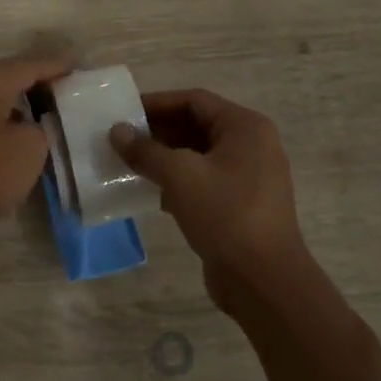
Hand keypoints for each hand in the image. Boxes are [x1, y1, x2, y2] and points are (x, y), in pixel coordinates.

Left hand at [0, 52, 70, 249]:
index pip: (26, 65)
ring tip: (35, 109)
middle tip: (57, 85)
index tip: (76, 65)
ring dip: (11, 99)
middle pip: (1, 75)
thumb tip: (29, 125)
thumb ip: (39, 128)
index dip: (54, 65)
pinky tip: (5, 134)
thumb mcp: (28, 151)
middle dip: (31, 78)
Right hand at [109, 89, 310, 308]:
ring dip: (164, 158)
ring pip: (198, 155)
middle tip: (120, 139)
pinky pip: (203, 181)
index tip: (123, 111)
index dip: (156, 103)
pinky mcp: (240, 204)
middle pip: (197, 126)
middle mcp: (251, 145)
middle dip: (158, 131)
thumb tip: (117, 131)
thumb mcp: (180, 176)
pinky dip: (177, 182)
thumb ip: (146, 150)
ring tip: (128, 163)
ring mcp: (248, 176)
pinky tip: (148, 192)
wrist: (263, 280)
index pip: (194, 101)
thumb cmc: (225, 214)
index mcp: (245, 127)